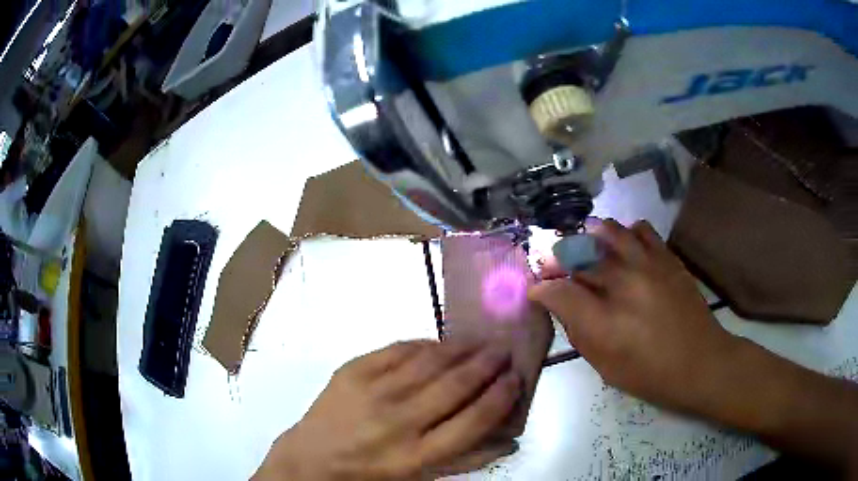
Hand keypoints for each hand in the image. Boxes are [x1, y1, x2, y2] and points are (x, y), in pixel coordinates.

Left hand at [254, 340, 522, 480]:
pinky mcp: (352, 371)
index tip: (516, 378)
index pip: (474, 420)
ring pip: (429, 361)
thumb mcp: (421, 478)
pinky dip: (424, 344)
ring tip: (479, 341)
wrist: (312, 460)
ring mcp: (372, 393)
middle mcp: (398, 423)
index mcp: (418, 456)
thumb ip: (467, 460)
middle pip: (456, 385)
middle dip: (487, 364)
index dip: (501, 396)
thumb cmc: (372, 475)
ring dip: (461, 348)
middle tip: (503, 351)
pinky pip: (398, 349)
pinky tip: (438, 344)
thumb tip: (512, 440)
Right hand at [530, 219, 737, 412]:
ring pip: (606, 231)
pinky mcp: (667, 257)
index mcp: (604, 323)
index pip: (558, 291)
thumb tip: (562, 305)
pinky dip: (625, 234)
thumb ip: (579, 332)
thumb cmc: (650, 375)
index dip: (541, 287)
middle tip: (553, 264)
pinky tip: (624, 248)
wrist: (701, 362)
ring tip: (585, 245)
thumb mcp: (605, 367)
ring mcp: (648, 265)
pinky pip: (639, 229)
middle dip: (557, 259)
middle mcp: (623, 286)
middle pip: (577, 256)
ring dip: (588, 236)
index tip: (536, 289)